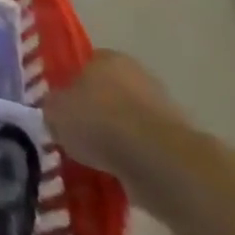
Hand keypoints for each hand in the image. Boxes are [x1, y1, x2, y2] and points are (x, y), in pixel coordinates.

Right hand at [42, 50, 190, 184]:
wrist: (159, 161)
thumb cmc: (99, 122)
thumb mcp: (55, 112)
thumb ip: (53, 107)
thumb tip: (56, 112)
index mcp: (107, 58)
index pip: (84, 66)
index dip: (71, 87)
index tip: (63, 110)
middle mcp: (138, 76)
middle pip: (110, 94)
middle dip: (97, 113)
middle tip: (79, 136)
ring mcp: (164, 110)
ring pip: (130, 123)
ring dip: (118, 140)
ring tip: (98, 162)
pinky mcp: (181, 145)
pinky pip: (147, 151)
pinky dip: (135, 161)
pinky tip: (120, 176)